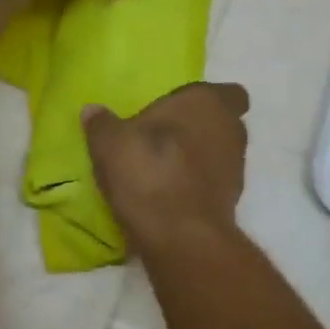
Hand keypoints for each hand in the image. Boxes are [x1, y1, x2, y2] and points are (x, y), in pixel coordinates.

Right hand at [82, 83, 250, 253]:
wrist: (181, 236)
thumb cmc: (149, 172)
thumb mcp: (110, 144)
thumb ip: (102, 124)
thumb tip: (93, 111)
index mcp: (207, 102)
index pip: (228, 92)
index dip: (208, 99)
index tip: (181, 109)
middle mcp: (231, 130)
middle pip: (224, 122)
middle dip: (201, 127)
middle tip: (166, 136)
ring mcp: (236, 168)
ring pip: (220, 153)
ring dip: (199, 157)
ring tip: (163, 168)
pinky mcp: (232, 201)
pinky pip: (214, 182)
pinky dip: (198, 184)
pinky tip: (170, 193)